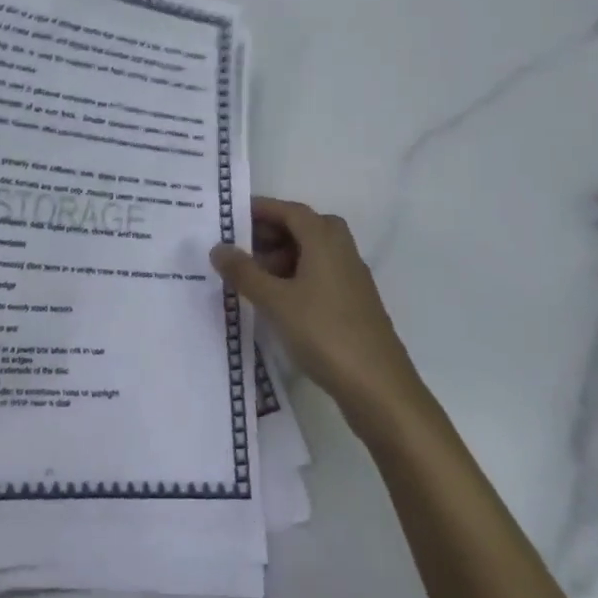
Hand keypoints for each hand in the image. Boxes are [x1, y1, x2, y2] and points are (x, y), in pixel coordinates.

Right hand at [210, 197, 429, 438]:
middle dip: (270, 233)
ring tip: (251, 278)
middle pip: (304, 228)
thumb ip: (244, 273)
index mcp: (325, 240)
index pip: (290, 211)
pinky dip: (296, 278)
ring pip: (312, 254)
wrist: (379, 388)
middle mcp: (342, 252)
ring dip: (282, 257)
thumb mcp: (275, 302)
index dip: (261, 209)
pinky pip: (320, 276)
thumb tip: (218, 248)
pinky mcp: (353, 304)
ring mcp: (351, 279)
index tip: (231, 217)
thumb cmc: (325, 333)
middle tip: (239, 248)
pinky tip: (277, 302)